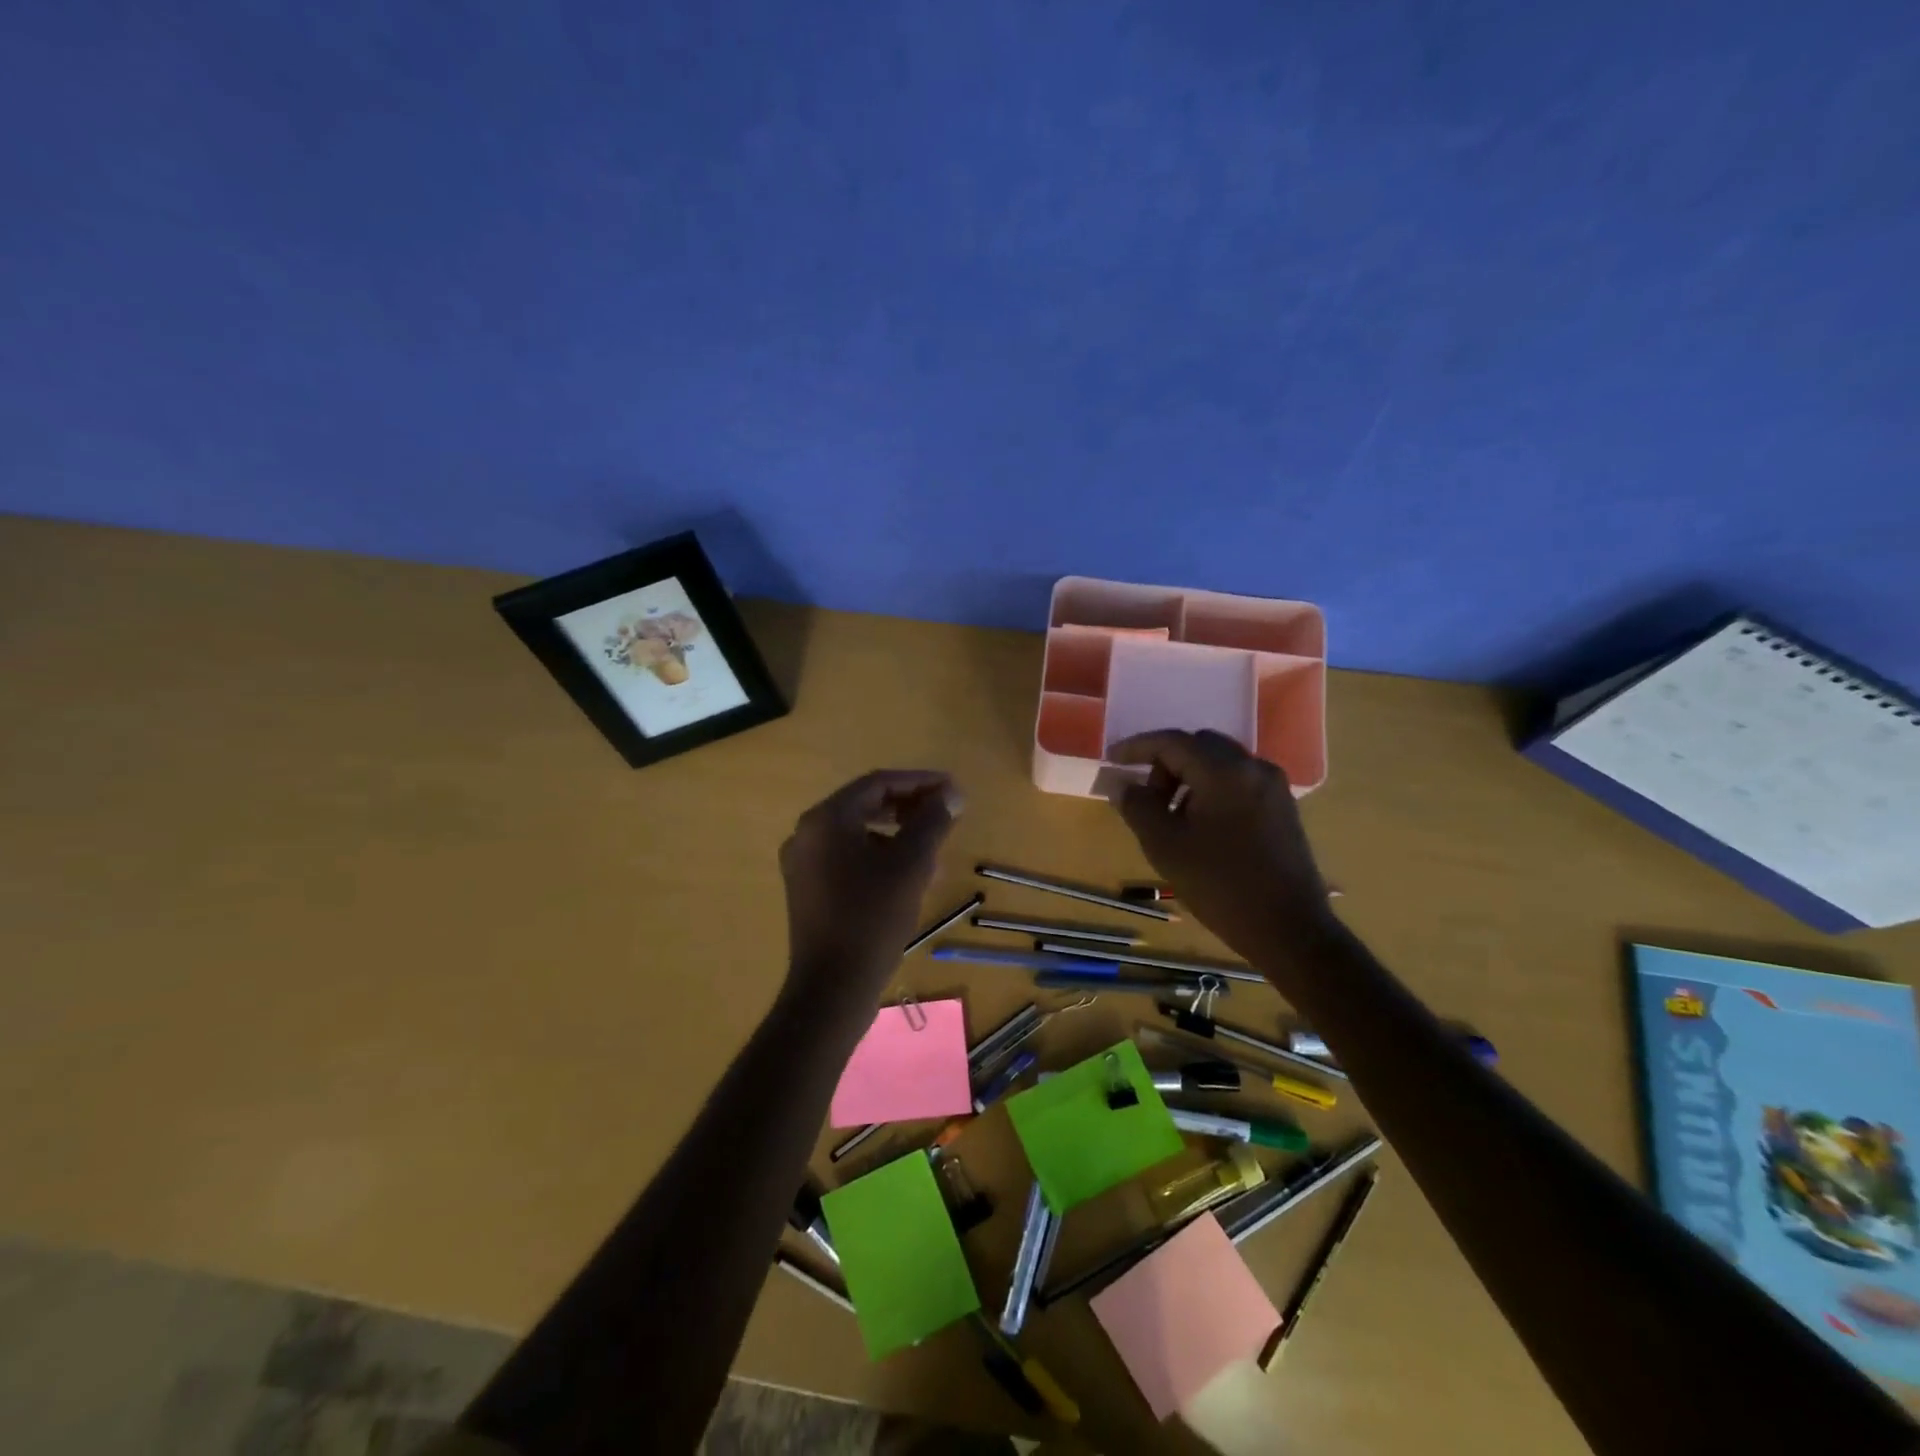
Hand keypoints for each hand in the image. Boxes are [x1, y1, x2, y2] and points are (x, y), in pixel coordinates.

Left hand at [779, 769, 962, 1001]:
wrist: (832, 988)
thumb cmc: (872, 918)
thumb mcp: (911, 865)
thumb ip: (932, 821)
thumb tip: (951, 793)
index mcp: (826, 820)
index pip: (877, 784)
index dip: (919, 782)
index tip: (952, 789)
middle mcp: (807, 834)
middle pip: (865, 805)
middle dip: (909, 807)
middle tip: (945, 813)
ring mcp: (804, 864)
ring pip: (858, 833)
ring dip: (898, 833)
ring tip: (933, 848)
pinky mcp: (808, 889)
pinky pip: (849, 858)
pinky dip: (880, 856)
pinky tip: (909, 875)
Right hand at [1109, 730, 1335, 962]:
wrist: (1288, 929)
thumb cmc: (1219, 885)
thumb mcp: (1165, 845)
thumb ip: (1138, 806)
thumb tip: (1123, 785)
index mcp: (1224, 771)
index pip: (1172, 742)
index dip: (1137, 747)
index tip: (1112, 759)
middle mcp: (1253, 767)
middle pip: (1199, 746)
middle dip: (1166, 763)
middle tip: (1148, 798)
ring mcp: (1273, 787)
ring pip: (1220, 763)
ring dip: (1189, 778)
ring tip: (1173, 817)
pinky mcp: (1283, 807)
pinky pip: (1238, 782)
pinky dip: (1212, 790)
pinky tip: (1201, 826)